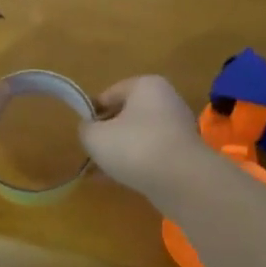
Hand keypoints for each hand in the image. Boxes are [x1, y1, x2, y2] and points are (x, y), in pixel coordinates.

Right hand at [80, 76, 206, 201]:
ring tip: (100, 172)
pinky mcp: (183, 153)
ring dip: (119, 152)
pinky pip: (151, 154)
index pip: (109, 94)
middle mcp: (166, 100)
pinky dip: (135, 163)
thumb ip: (86, 128)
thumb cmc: (134, 147)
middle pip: (126, 115)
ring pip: (138, 137)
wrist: (181, 180)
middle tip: (90, 153)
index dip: (91, 113)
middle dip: (107, 134)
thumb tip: (90, 128)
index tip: (82, 133)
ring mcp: (177, 127)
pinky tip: (118, 180)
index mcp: (146, 86)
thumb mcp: (95, 136)